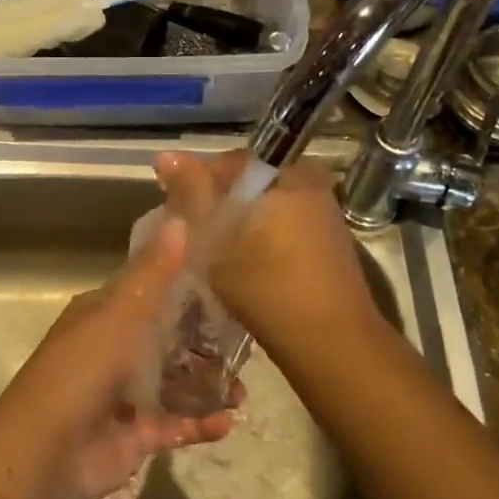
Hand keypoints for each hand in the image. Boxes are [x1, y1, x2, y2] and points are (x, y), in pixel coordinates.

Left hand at [0, 215, 239, 498]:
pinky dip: (201, 423)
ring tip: (244, 393)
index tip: (231, 287)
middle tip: (247, 347)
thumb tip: (181, 219)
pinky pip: (175, 423)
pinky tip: (229, 422)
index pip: (152, 292)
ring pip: (176, 382)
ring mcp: (124, 394)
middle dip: (206, 343)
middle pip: (169, 339)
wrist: (48, 450)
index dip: (188, 289)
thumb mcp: (122, 311)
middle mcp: (114, 348)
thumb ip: (155, 271)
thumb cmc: (85, 368)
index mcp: (105, 313)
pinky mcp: (135, 434)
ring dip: (209, 385)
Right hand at [153, 151, 387, 360]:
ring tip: (216, 254)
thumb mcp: (215, 238)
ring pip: (264, 205)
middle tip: (194, 237)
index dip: (196, 186)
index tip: (178, 216)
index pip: (227, 162)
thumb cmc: (266, 285)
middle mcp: (309, 181)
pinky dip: (262, 237)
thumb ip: (191, 193)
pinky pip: (284, 224)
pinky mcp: (329, 240)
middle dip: (218, 205)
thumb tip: (167, 155)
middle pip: (247, 183)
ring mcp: (323, 211)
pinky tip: (247, 265)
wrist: (331, 343)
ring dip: (239, 223)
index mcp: (285, 172)